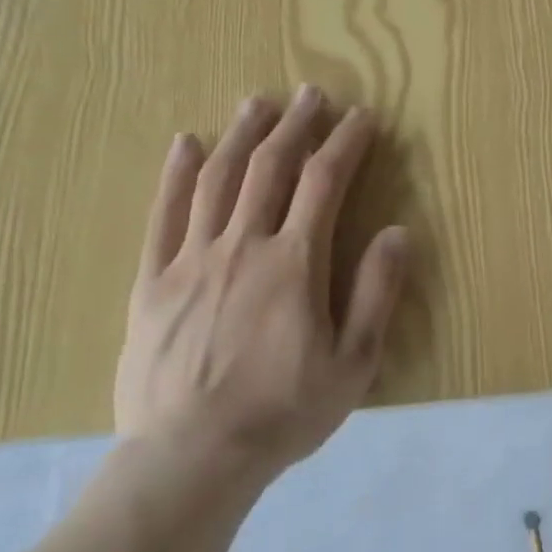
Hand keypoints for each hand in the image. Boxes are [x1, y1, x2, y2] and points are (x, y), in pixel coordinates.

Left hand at [113, 86, 407, 483]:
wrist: (191, 457)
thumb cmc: (283, 412)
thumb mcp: (353, 362)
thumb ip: (376, 293)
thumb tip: (398, 232)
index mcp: (295, 263)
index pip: (324, 183)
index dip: (345, 143)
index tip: (360, 117)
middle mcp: (243, 246)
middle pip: (270, 168)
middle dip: (295, 126)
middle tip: (310, 94)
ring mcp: (192, 260)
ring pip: (218, 180)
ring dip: (241, 135)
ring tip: (257, 102)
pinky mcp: (152, 281)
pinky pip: (164, 216)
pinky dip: (176, 175)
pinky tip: (186, 144)